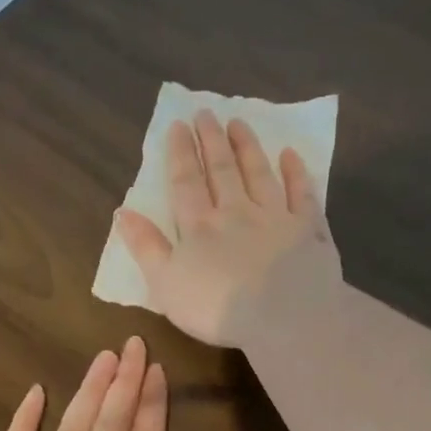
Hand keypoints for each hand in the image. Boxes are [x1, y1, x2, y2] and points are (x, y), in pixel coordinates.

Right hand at [115, 109, 342, 348]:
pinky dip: (297, 173)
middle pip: (222, 170)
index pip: (186, 182)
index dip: (181, 153)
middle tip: (206, 113)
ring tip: (239, 123)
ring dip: (248, 147)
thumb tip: (122, 211)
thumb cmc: (217, 308)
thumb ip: (146, 247)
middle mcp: (237, 212)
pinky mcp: (308, 230)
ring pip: (259, 174)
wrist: (283, 318)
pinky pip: (302, 194)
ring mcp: (276, 217)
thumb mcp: (166, 284)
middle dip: (212, 140)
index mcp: (200, 226)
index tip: (179, 125)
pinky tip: (291, 156)